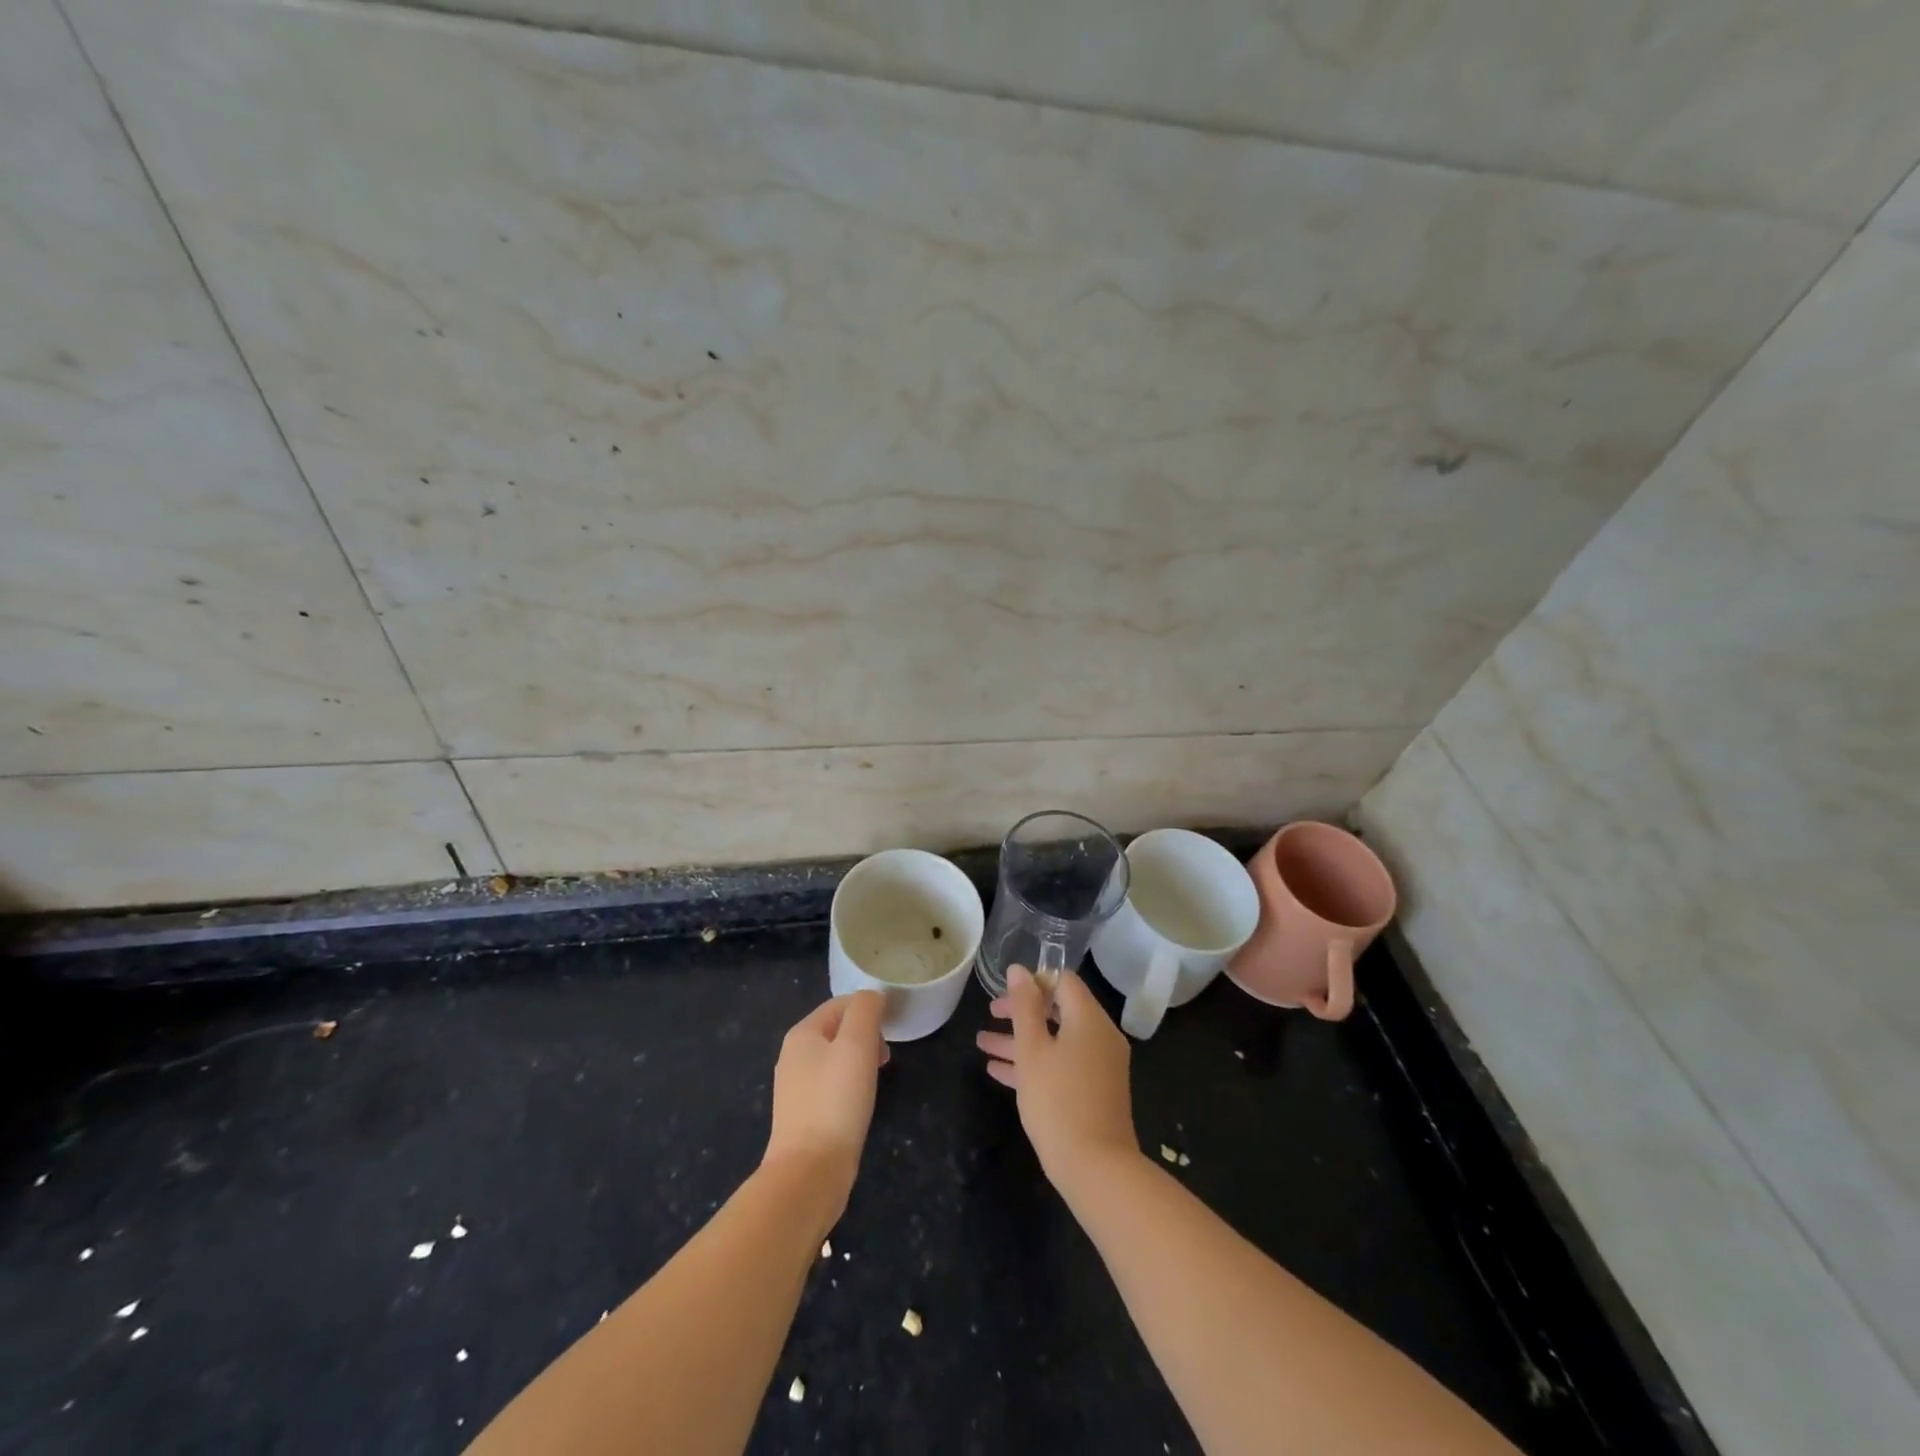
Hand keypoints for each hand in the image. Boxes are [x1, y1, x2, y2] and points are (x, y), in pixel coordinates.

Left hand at [764, 991, 887, 1225]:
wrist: (809, 1173)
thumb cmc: (836, 1101)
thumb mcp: (857, 1044)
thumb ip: (865, 1010)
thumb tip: (873, 996)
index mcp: (802, 1033)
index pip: (841, 1003)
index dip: (869, 1010)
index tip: (892, 1030)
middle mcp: (793, 1055)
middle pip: (837, 1029)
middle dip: (866, 1035)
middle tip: (886, 1057)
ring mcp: (795, 1087)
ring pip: (835, 1058)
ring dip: (861, 1060)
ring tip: (877, 1079)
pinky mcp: (802, 1115)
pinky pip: (831, 1085)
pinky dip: (850, 1085)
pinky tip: (861, 1104)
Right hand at [976, 967, 1137, 1191]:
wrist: (1096, 1168)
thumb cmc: (1059, 1101)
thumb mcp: (1032, 1050)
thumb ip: (1024, 1007)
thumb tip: (1018, 970)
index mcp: (1089, 1019)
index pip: (1063, 981)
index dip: (1033, 981)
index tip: (1005, 993)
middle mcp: (1100, 1036)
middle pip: (1058, 1010)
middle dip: (1022, 1012)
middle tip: (991, 1014)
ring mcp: (1100, 1065)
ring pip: (1056, 1041)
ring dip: (1021, 1040)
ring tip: (983, 1043)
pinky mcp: (1095, 1091)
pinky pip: (1063, 1065)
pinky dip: (1035, 1063)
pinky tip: (998, 1071)